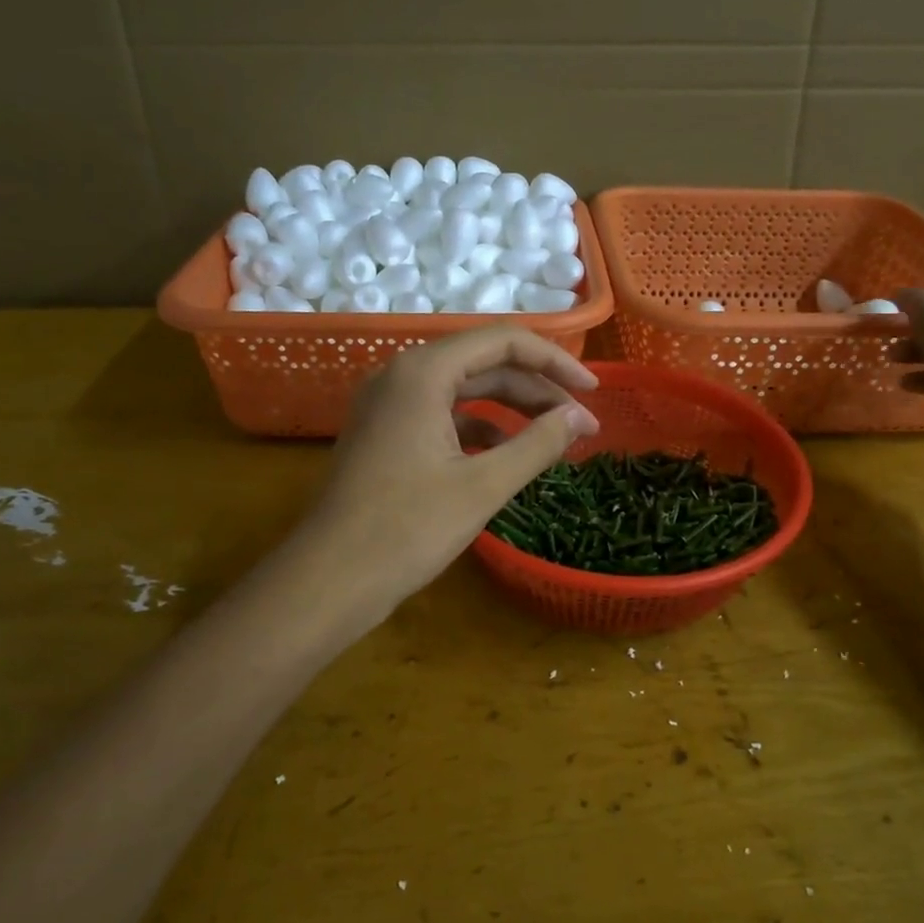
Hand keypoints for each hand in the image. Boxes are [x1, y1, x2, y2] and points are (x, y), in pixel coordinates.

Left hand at [303, 326, 600, 601]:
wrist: (330, 580)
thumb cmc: (407, 529)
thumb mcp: (483, 486)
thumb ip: (537, 444)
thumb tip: (579, 418)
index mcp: (423, 372)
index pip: (503, 342)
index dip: (555, 362)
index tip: (593, 392)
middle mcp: (402, 375)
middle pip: (484, 364)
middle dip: (537, 390)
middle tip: (581, 425)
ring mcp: (389, 405)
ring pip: (464, 391)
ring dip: (512, 410)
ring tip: (554, 439)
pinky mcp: (385, 433)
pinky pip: (443, 415)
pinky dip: (480, 429)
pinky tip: (508, 455)